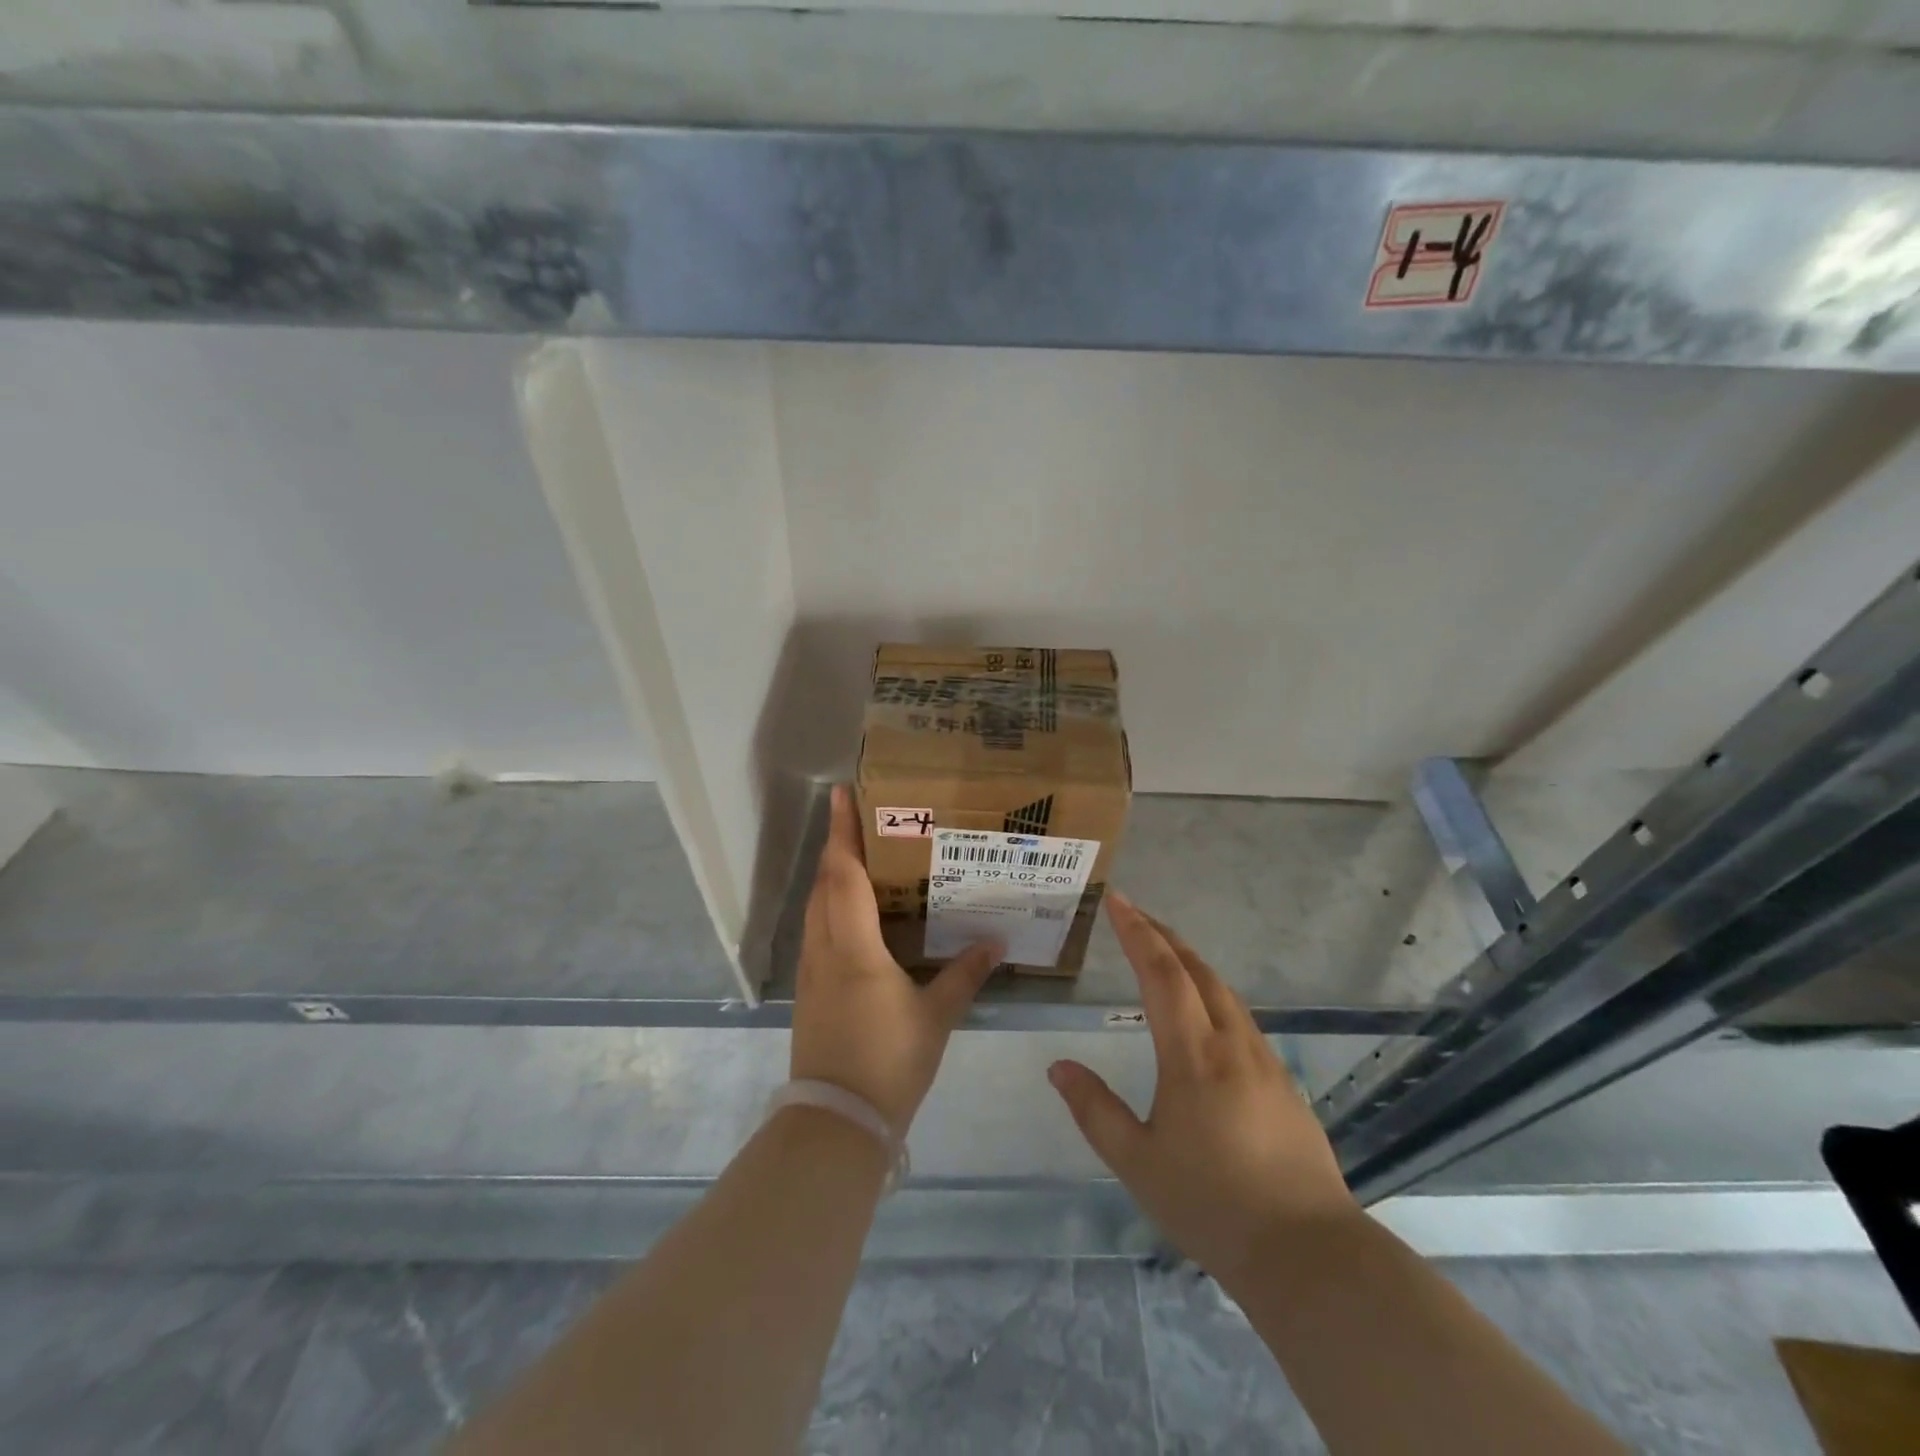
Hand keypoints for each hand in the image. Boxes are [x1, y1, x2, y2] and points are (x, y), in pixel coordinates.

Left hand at [791, 786, 1001, 1134]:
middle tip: (859, 817)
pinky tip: (853, 911)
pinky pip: (816, 929)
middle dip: (837, 845)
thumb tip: (996, 942)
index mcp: (853, 947)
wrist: (836, 1121)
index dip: (842, 832)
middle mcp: (824, 949)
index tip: (841, 794)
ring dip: (831, 874)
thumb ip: (965, 975)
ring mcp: (810, 970)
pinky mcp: (808, 990)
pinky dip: (830, 904)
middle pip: (824, 883)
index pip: (843, 874)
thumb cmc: (888, 1062)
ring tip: (859, 854)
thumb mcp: (936, 1017)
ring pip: (815, 906)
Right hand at [1047, 893, 1358, 1283]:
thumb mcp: (1137, 1163)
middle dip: (1163, 935)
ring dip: (1190, 960)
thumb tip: (1059, 1066)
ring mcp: (1264, 1060)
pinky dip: (1213, 991)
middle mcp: (1231, 1044)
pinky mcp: (1283, 1081)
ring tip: (1164, 951)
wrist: (1307, 1253)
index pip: (1162, 974)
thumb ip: (1095, 1110)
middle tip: (1134, 914)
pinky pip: (1241, 1016)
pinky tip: (1205, 1010)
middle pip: (1197, 969)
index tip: (1117, 900)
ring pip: (1224, 990)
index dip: (1138, 932)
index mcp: (1193, 1055)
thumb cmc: (1212, 1205)